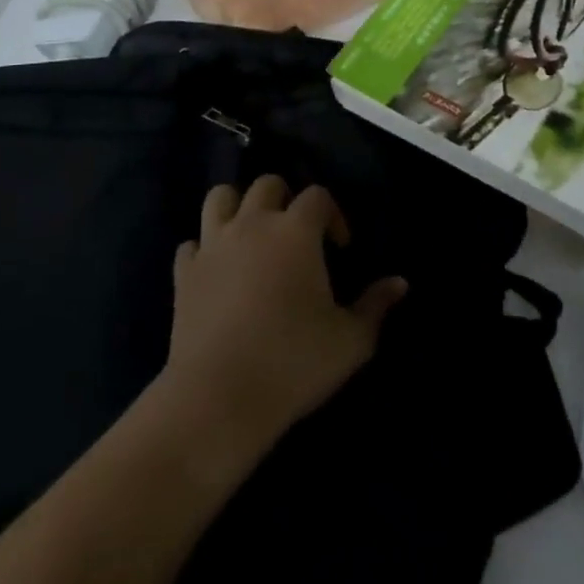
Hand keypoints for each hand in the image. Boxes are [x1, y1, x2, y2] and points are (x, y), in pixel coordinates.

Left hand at [165, 175, 407, 452]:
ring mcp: (212, 245)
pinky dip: (206, 249)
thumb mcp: (351, 341)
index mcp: (296, 230)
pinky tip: (218, 272)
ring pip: (220, 198)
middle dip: (286, 200)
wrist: (218, 400)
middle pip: (267, 184)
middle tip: (296, 236)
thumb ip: (376, 306)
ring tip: (253, 237)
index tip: (340, 248)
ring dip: (238, 208)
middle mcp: (252, 224)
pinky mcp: (183, 273)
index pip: (318, 195)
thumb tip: (400, 283)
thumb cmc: (293, 363)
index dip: (333, 214)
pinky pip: (192, 243)